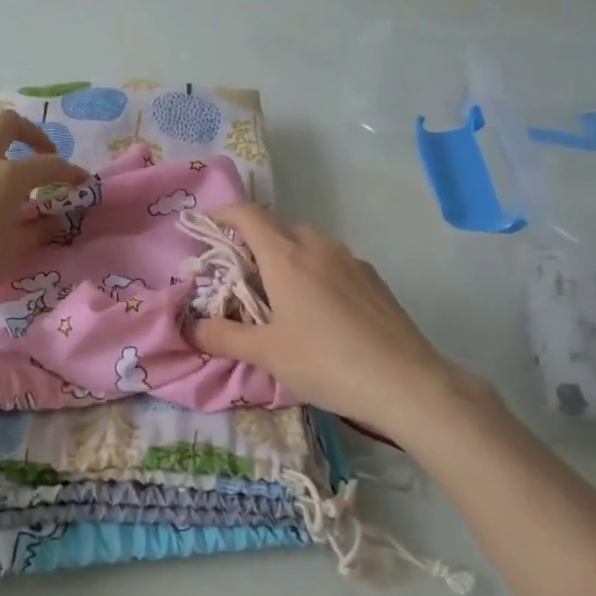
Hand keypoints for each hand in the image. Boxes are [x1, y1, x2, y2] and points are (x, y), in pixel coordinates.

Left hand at [0, 111, 86, 332]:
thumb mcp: (13, 252)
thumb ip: (38, 228)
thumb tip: (54, 219)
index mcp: (5, 177)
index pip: (48, 165)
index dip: (70, 172)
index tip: (81, 182)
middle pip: (9, 125)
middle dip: (32, 136)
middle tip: (42, 160)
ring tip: (4, 197)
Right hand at [190, 204, 487, 442]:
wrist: (405, 382)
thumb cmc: (326, 362)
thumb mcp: (267, 354)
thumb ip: (224, 337)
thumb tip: (190, 329)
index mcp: (286, 257)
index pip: (249, 216)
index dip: (225, 213)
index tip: (209, 222)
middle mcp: (318, 247)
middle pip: (280, 227)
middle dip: (256, 240)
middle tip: (243, 272)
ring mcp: (351, 261)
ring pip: (310, 243)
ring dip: (289, 255)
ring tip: (282, 292)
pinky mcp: (374, 279)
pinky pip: (334, 261)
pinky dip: (317, 270)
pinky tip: (321, 309)